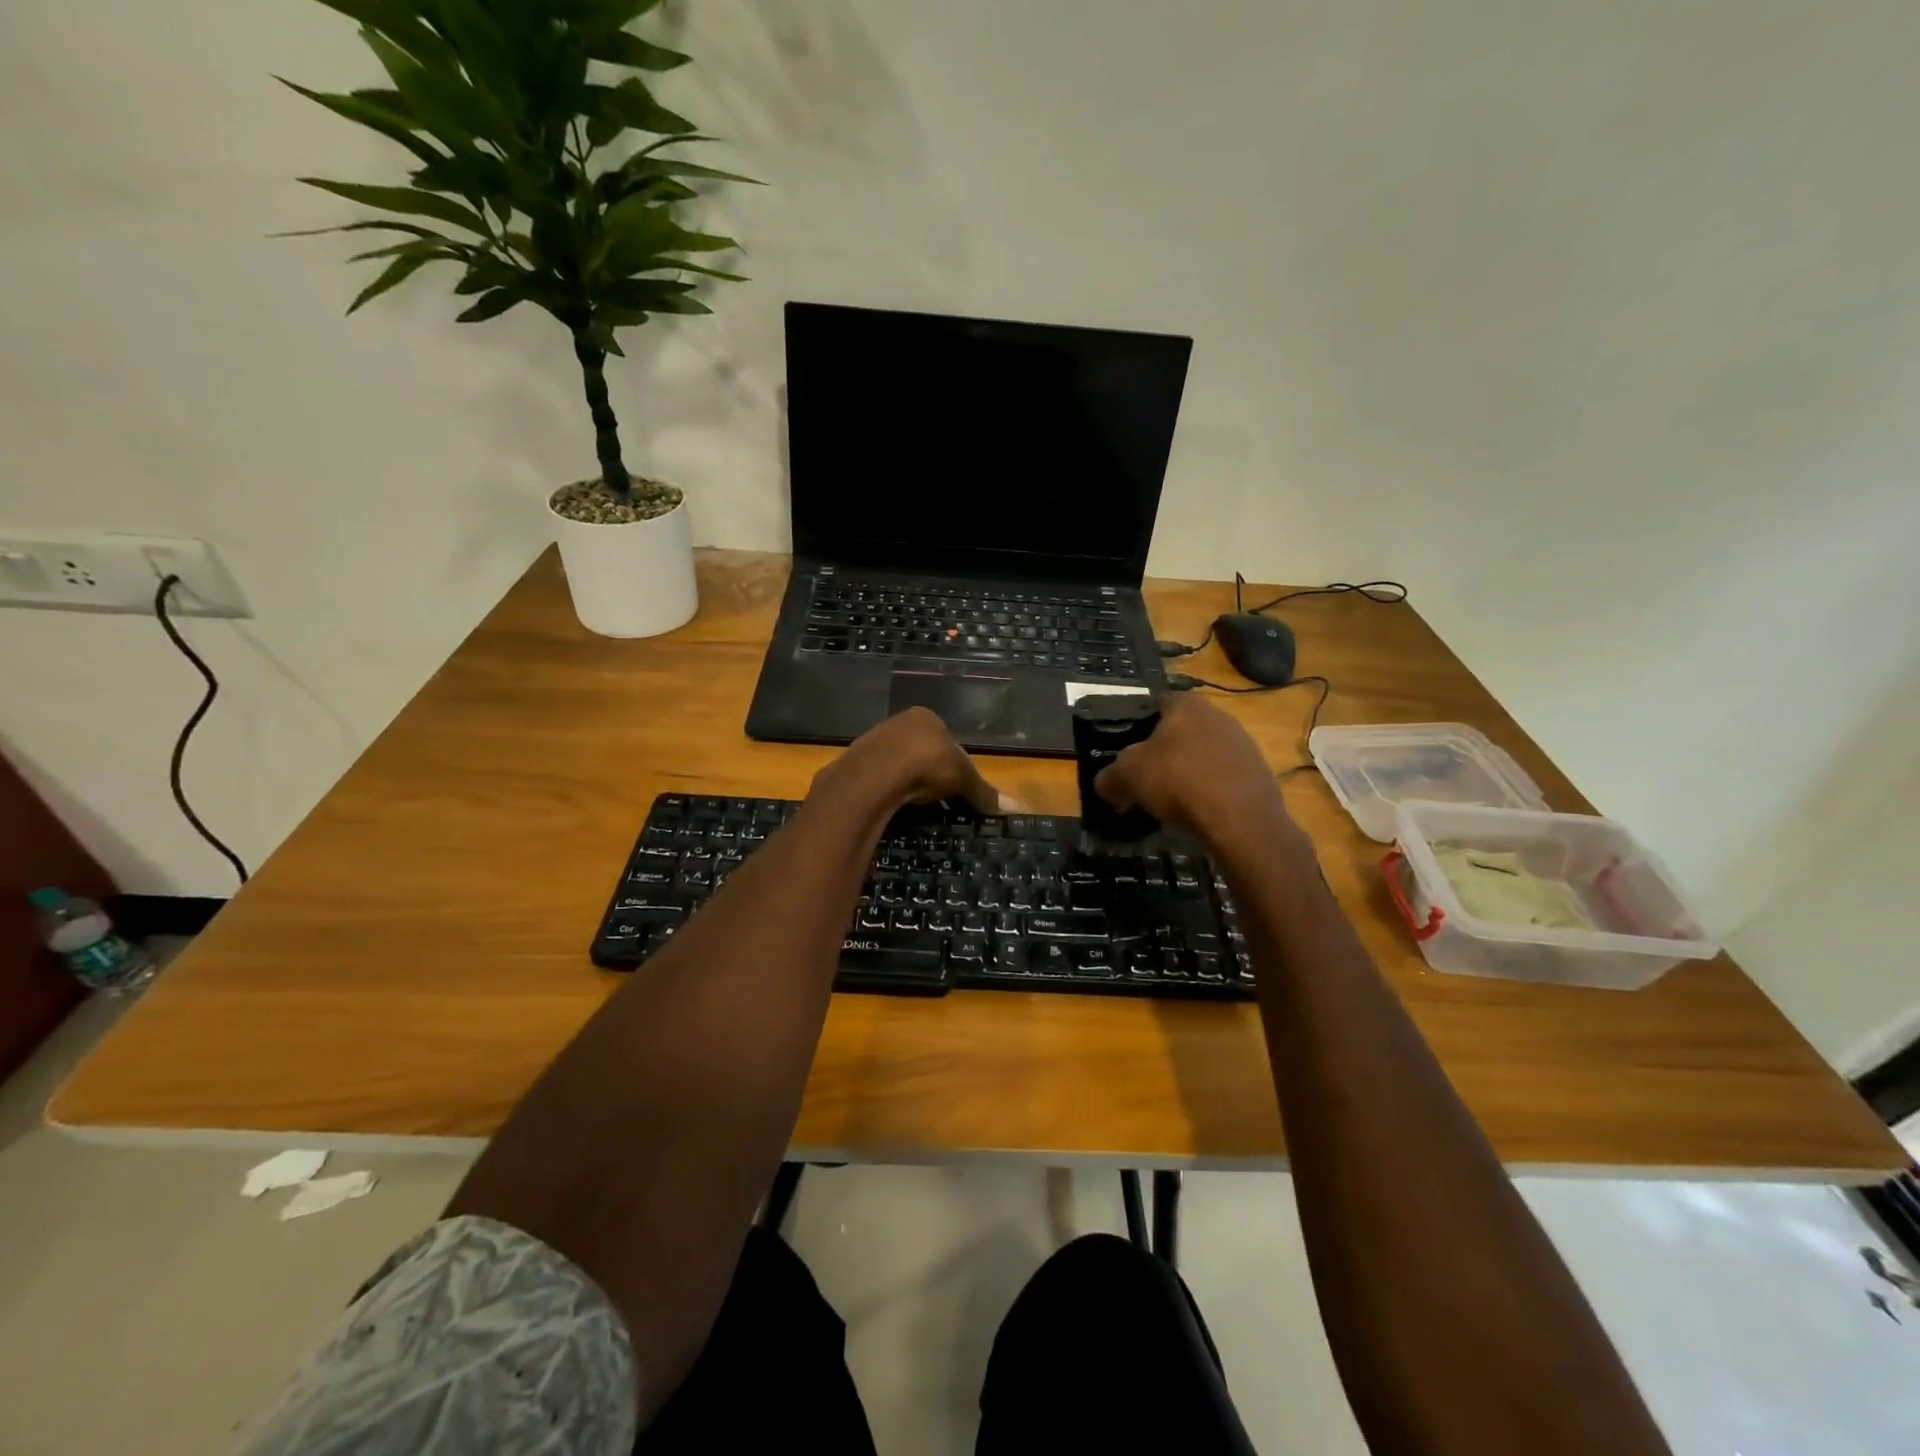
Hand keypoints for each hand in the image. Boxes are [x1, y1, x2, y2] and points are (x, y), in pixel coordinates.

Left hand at [810, 708, 1009, 814]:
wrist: (875, 774)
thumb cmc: (927, 764)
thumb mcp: (963, 778)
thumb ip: (984, 792)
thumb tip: (1016, 807)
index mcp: (926, 718)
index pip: (947, 741)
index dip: (955, 766)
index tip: (957, 789)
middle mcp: (898, 722)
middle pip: (920, 751)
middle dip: (929, 774)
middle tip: (937, 800)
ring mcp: (873, 740)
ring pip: (897, 764)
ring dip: (906, 782)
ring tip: (915, 805)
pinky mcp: (855, 762)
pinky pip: (878, 777)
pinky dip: (887, 790)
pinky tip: (892, 804)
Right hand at [1094, 693, 1296, 846]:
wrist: (1240, 819)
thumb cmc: (1178, 780)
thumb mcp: (1127, 776)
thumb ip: (1109, 776)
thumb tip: (1105, 784)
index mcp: (1186, 704)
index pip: (1156, 702)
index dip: (1137, 722)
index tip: (1124, 746)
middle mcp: (1218, 715)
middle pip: (1181, 729)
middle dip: (1162, 750)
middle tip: (1143, 775)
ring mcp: (1243, 744)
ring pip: (1203, 753)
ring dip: (1186, 771)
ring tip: (1168, 798)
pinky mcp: (1258, 773)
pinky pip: (1222, 777)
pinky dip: (1207, 789)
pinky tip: (1196, 810)